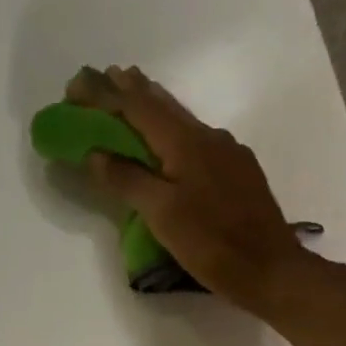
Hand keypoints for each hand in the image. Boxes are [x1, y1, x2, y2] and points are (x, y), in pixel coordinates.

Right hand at [65, 65, 309, 312]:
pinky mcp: (236, 171)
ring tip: (130, 92)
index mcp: (186, 144)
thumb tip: (96, 154)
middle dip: (128, 90)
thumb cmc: (211, 244)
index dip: (104, 96)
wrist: (270, 269)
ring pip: (180, 119)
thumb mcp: (162, 215)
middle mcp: (208, 138)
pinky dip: (170, 129)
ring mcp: (226, 153)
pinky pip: (194, 138)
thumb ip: (127, 180)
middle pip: (162, 105)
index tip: (75, 85)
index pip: (137, 109)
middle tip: (101, 76)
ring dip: (151, 105)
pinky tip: (167, 139)